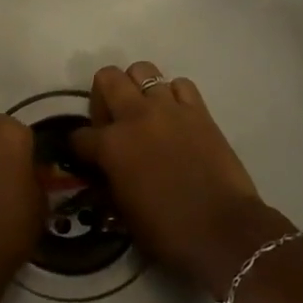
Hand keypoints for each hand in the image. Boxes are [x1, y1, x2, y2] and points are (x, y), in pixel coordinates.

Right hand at [71, 62, 284, 295]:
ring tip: (144, 110)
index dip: (79, 146)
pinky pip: (181, 85)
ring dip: (138, 87)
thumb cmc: (168, 232)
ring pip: (142, 70)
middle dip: (102, 95)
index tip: (86, 156)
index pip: (79, 135)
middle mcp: (135, 116)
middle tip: (112, 119)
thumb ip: (109, 180)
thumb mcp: (123, 212)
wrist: (223, 231)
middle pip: (107, 78)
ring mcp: (168, 108)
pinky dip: (174, 95)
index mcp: (111, 146)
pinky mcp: (199, 110)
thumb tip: (106, 169)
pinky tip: (176, 115)